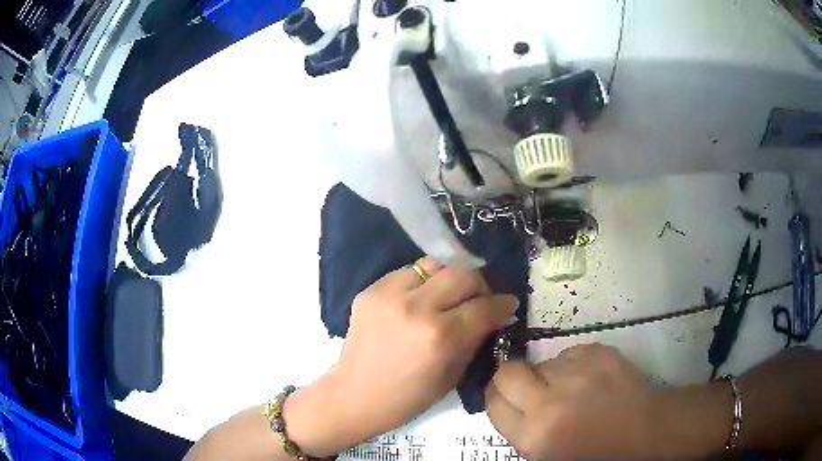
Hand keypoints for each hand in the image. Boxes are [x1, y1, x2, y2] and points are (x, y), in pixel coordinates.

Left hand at [286, 257, 517, 455]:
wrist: (355, 395)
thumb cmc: (407, 398)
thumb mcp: (453, 375)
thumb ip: (475, 339)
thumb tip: (493, 315)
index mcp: (441, 337)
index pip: (484, 306)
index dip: (503, 303)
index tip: (508, 303)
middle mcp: (417, 308)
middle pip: (462, 274)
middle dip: (480, 286)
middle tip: (480, 299)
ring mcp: (389, 294)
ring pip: (435, 264)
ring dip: (450, 278)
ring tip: (450, 295)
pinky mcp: (371, 290)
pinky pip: (408, 272)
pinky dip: (422, 281)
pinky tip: (421, 298)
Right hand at [486, 344, 653, 459]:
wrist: (644, 429)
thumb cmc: (595, 451)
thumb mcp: (547, 455)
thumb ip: (522, 430)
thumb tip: (509, 404)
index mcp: (535, 435)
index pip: (493, 403)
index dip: (495, 397)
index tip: (503, 396)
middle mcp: (549, 402)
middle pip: (508, 373)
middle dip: (510, 377)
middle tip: (527, 386)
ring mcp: (576, 373)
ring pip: (544, 362)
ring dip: (550, 374)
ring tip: (572, 389)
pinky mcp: (597, 352)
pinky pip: (571, 353)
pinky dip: (574, 364)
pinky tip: (591, 379)